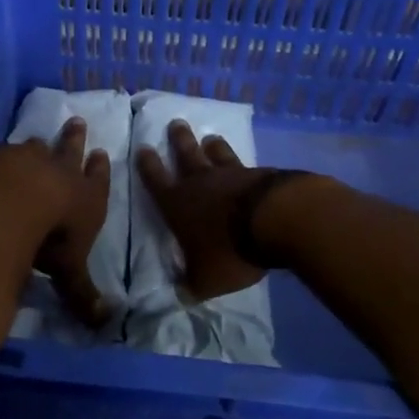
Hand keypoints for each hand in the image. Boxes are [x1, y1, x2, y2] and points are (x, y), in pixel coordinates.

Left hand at [11, 117, 112, 326]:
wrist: (13, 202)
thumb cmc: (51, 238)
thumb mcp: (69, 271)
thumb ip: (83, 294)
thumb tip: (104, 323)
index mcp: (86, 198)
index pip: (98, 181)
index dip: (100, 170)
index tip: (102, 153)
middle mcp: (60, 174)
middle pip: (70, 152)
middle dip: (75, 139)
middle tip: (77, 122)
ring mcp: (28, 162)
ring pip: (38, 148)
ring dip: (41, 144)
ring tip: (39, 138)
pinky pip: (7, 152)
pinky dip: (7, 153)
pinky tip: (1, 153)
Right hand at [135, 120, 274, 302]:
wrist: (275, 221)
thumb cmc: (230, 250)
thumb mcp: (205, 280)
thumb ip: (190, 286)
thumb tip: (177, 295)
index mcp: (178, 204)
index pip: (156, 180)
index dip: (147, 165)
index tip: (143, 148)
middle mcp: (200, 183)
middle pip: (186, 155)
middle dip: (179, 140)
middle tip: (175, 123)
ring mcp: (230, 174)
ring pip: (216, 154)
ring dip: (211, 146)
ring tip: (209, 137)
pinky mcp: (258, 173)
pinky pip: (245, 164)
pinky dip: (240, 162)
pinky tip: (246, 163)